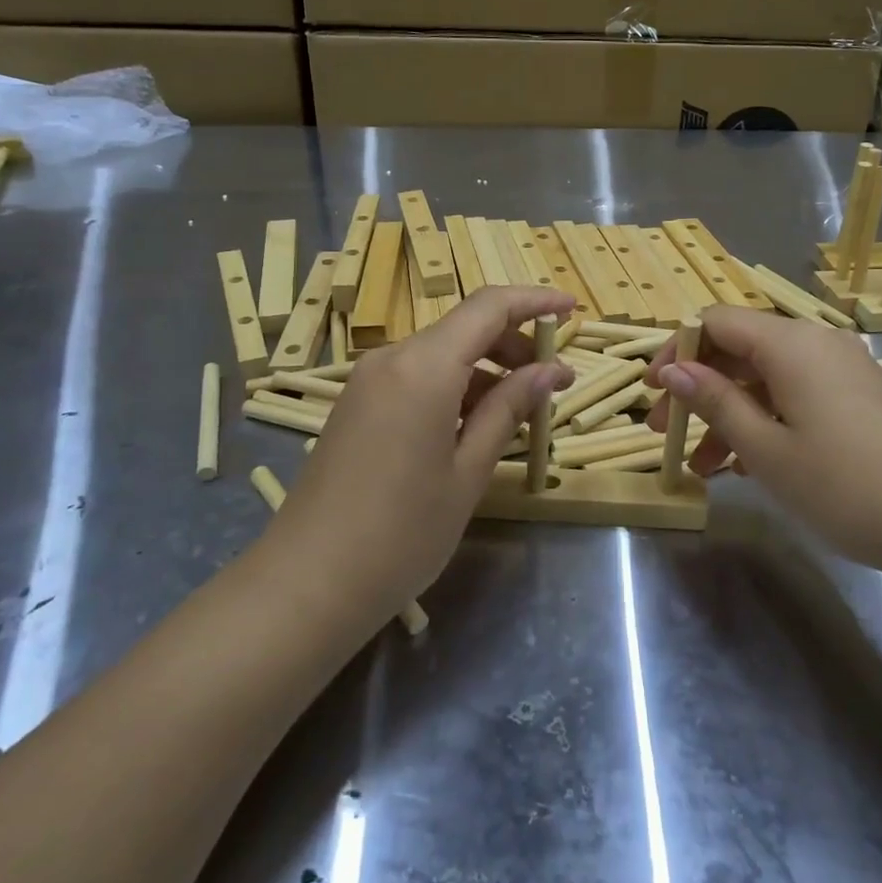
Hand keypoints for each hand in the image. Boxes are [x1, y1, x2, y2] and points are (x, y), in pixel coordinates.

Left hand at [279, 286, 575, 623]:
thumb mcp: (468, 471)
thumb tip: (550, 371)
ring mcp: (368, 381)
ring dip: (485, 370)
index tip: (572, 308)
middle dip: (514, 344)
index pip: (488, 307)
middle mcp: (391, 359)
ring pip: (440, 354)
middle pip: (464, 328)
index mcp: (423, 367)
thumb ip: (508, 409)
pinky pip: (416, 378)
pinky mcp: (357, 405)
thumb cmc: (402, 532)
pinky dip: (454, 387)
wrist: (309, 581)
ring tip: (520, 411)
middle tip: (553, 382)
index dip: (535, 301)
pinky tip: (474, 425)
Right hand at [646, 307, 881, 576]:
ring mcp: (843, 370)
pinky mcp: (860, 397)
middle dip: (697, 388)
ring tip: (703, 466)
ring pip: (766, 378)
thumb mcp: (765, 447)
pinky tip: (748, 465)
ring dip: (729, 413)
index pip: (715, 322)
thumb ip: (714, 401)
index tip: (652, 392)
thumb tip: (673, 369)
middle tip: (666, 432)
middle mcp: (817, 343)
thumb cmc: (842, 485)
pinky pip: (796, 394)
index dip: (676, 350)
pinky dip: (765, 420)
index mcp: (790, 343)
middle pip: (740, 349)